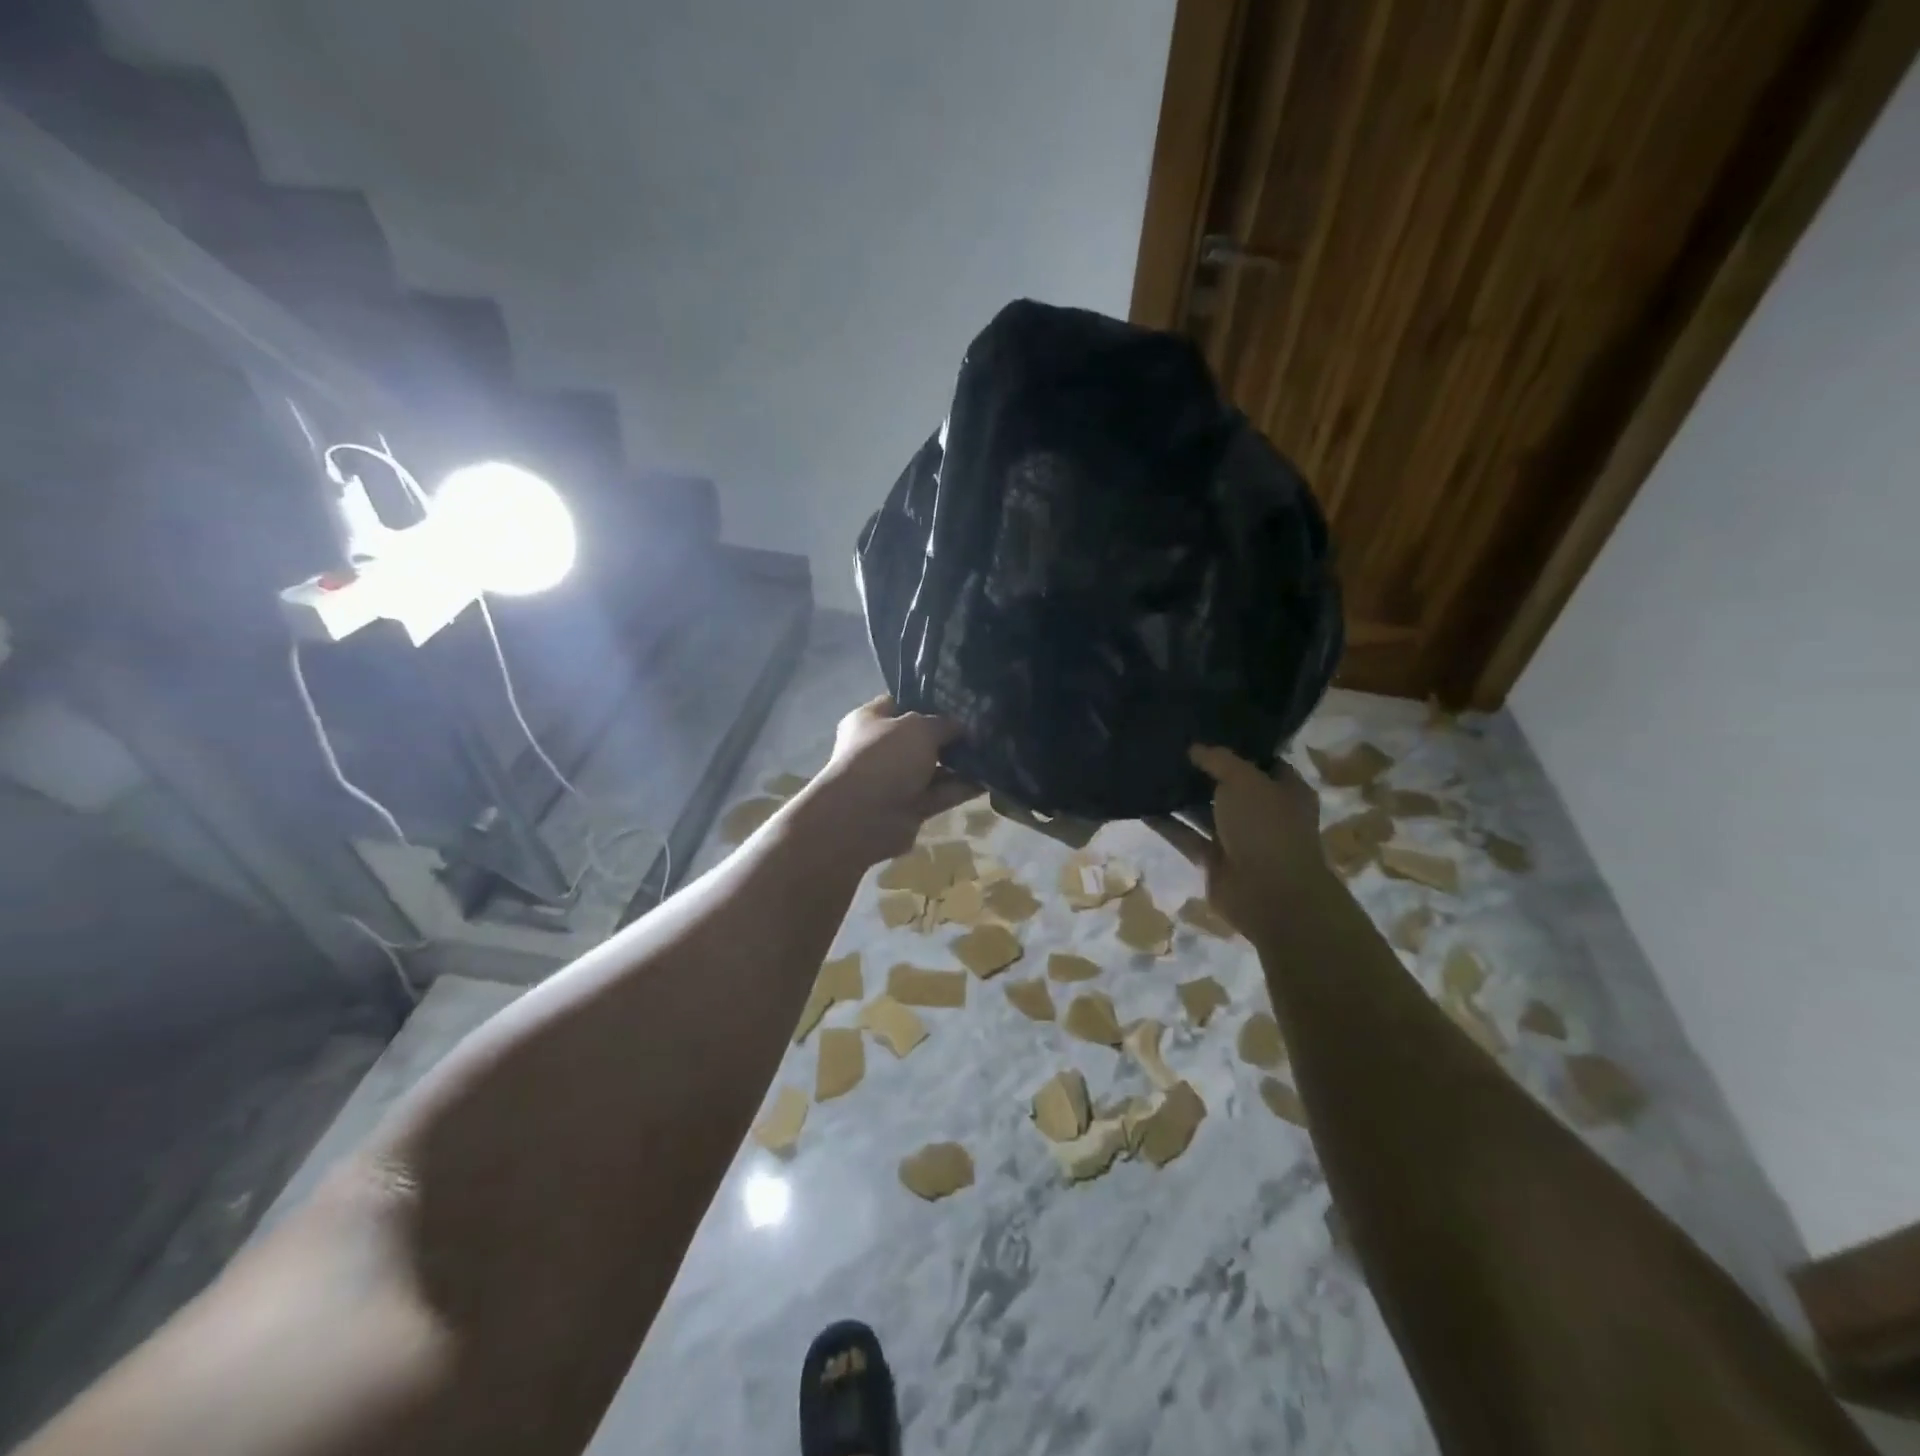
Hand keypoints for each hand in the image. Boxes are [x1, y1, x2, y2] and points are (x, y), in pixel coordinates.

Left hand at [798, 696, 977, 867]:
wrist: (863, 817)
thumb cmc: (885, 758)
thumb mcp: (919, 728)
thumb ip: (944, 723)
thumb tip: (962, 727)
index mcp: (870, 720)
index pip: (900, 702)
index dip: (929, 698)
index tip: (961, 698)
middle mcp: (882, 748)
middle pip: (922, 737)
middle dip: (951, 733)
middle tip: (985, 726)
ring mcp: (896, 780)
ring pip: (935, 767)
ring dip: (962, 762)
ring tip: (996, 750)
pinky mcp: (912, 806)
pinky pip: (942, 793)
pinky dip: (963, 787)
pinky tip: (992, 778)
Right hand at [1161, 745, 1329, 940]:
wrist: (1269, 894)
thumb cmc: (1266, 827)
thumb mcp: (1244, 781)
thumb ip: (1219, 760)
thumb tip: (1195, 748)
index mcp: (1285, 791)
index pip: (1262, 761)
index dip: (1237, 747)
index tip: (1206, 730)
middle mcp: (1263, 813)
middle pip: (1229, 787)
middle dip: (1203, 771)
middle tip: (1170, 748)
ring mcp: (1238, 839)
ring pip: (1205, 812)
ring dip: (1181, 798)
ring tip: (1151, 773)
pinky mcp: (1214, 860)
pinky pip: (1187, 836)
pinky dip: (1167, 824)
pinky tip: (1141, 807)